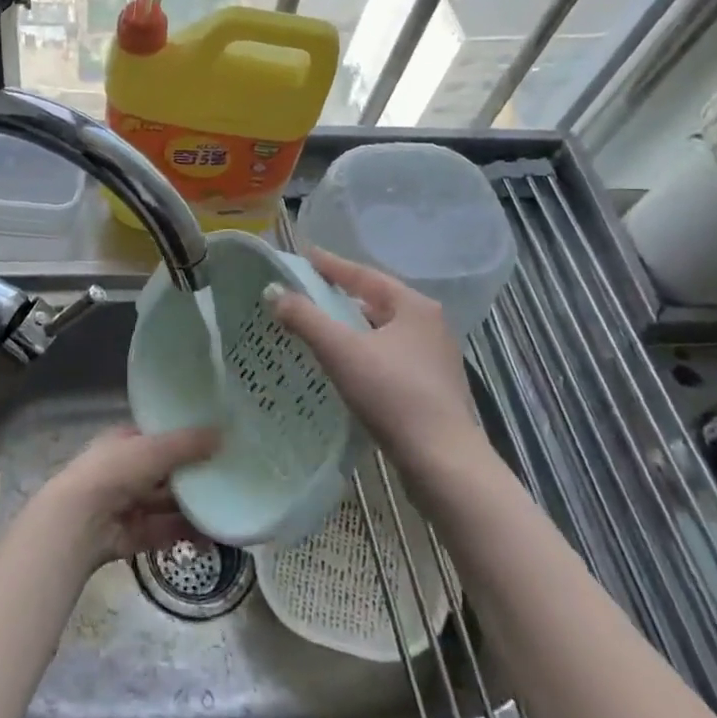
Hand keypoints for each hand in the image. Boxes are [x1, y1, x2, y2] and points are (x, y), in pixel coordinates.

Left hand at [27, 426, 220, 570]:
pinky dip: (187, 533)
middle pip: (165, 473)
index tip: (214, 441)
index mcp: (123, 442)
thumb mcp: (154, 449)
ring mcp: (128, 505)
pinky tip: (213, 535)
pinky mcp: (133, 535)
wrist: (80, 521)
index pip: (157, 436)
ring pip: (167, 504)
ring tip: (227, 508)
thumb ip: (188, 444)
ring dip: (194, 507)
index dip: (183, 438)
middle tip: (228, 476)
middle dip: (193, 476)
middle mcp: (125, 471)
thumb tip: (222, 434)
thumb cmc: (114, 471)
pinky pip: (165, 531)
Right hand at [270, 248, 489, 476]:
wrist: (442, 461)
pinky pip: (389, 356)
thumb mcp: (341, 351)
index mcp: (414, 306)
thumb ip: (305, 318)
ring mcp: (434, 358)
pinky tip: (345, 365)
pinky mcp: (432, 387)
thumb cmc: (393, 395)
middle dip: (341, 296)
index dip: (331, 265)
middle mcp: (429, 325)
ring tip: (319, 327)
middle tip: (307, 293)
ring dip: (352, 327)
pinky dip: (364, 352)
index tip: (305, 256)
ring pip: (383, 331)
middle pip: (376, 301)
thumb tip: (274, 291)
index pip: (364, 274)